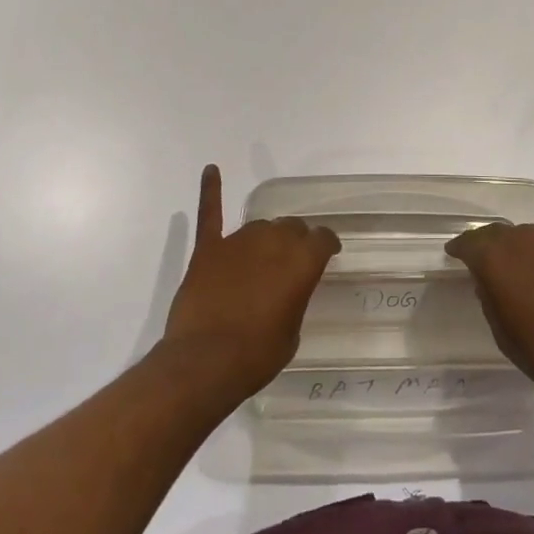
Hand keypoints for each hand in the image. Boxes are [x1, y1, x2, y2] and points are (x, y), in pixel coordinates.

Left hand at [159, 165, 340, 397]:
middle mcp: (273, 241)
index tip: (329, 253)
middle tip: (292, 262)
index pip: (323, 238)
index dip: (327, 245)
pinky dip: (211, 191)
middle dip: (295, 241)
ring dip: (265, 238)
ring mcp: (237, 242)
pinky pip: (211, 214)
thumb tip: (285, 289)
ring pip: (259, 226)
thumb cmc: (257, 355)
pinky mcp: (208, 250)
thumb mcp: (292, 332)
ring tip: (263, 257)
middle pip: (290, 227)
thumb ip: (294, 298)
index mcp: (302, 261)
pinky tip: (212, 170)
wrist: (205, 363)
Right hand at [444, 223, 533, 400]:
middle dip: (493, 246)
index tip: (455, 253)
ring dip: (526, 251)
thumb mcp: (501, 330)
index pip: (470, 242)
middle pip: (501, 233)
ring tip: (532, 275)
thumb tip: (489, 281)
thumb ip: (489, 297)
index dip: (461, 248)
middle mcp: (523, 238)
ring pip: (532, 237)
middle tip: (493, 264)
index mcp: (495, 258)